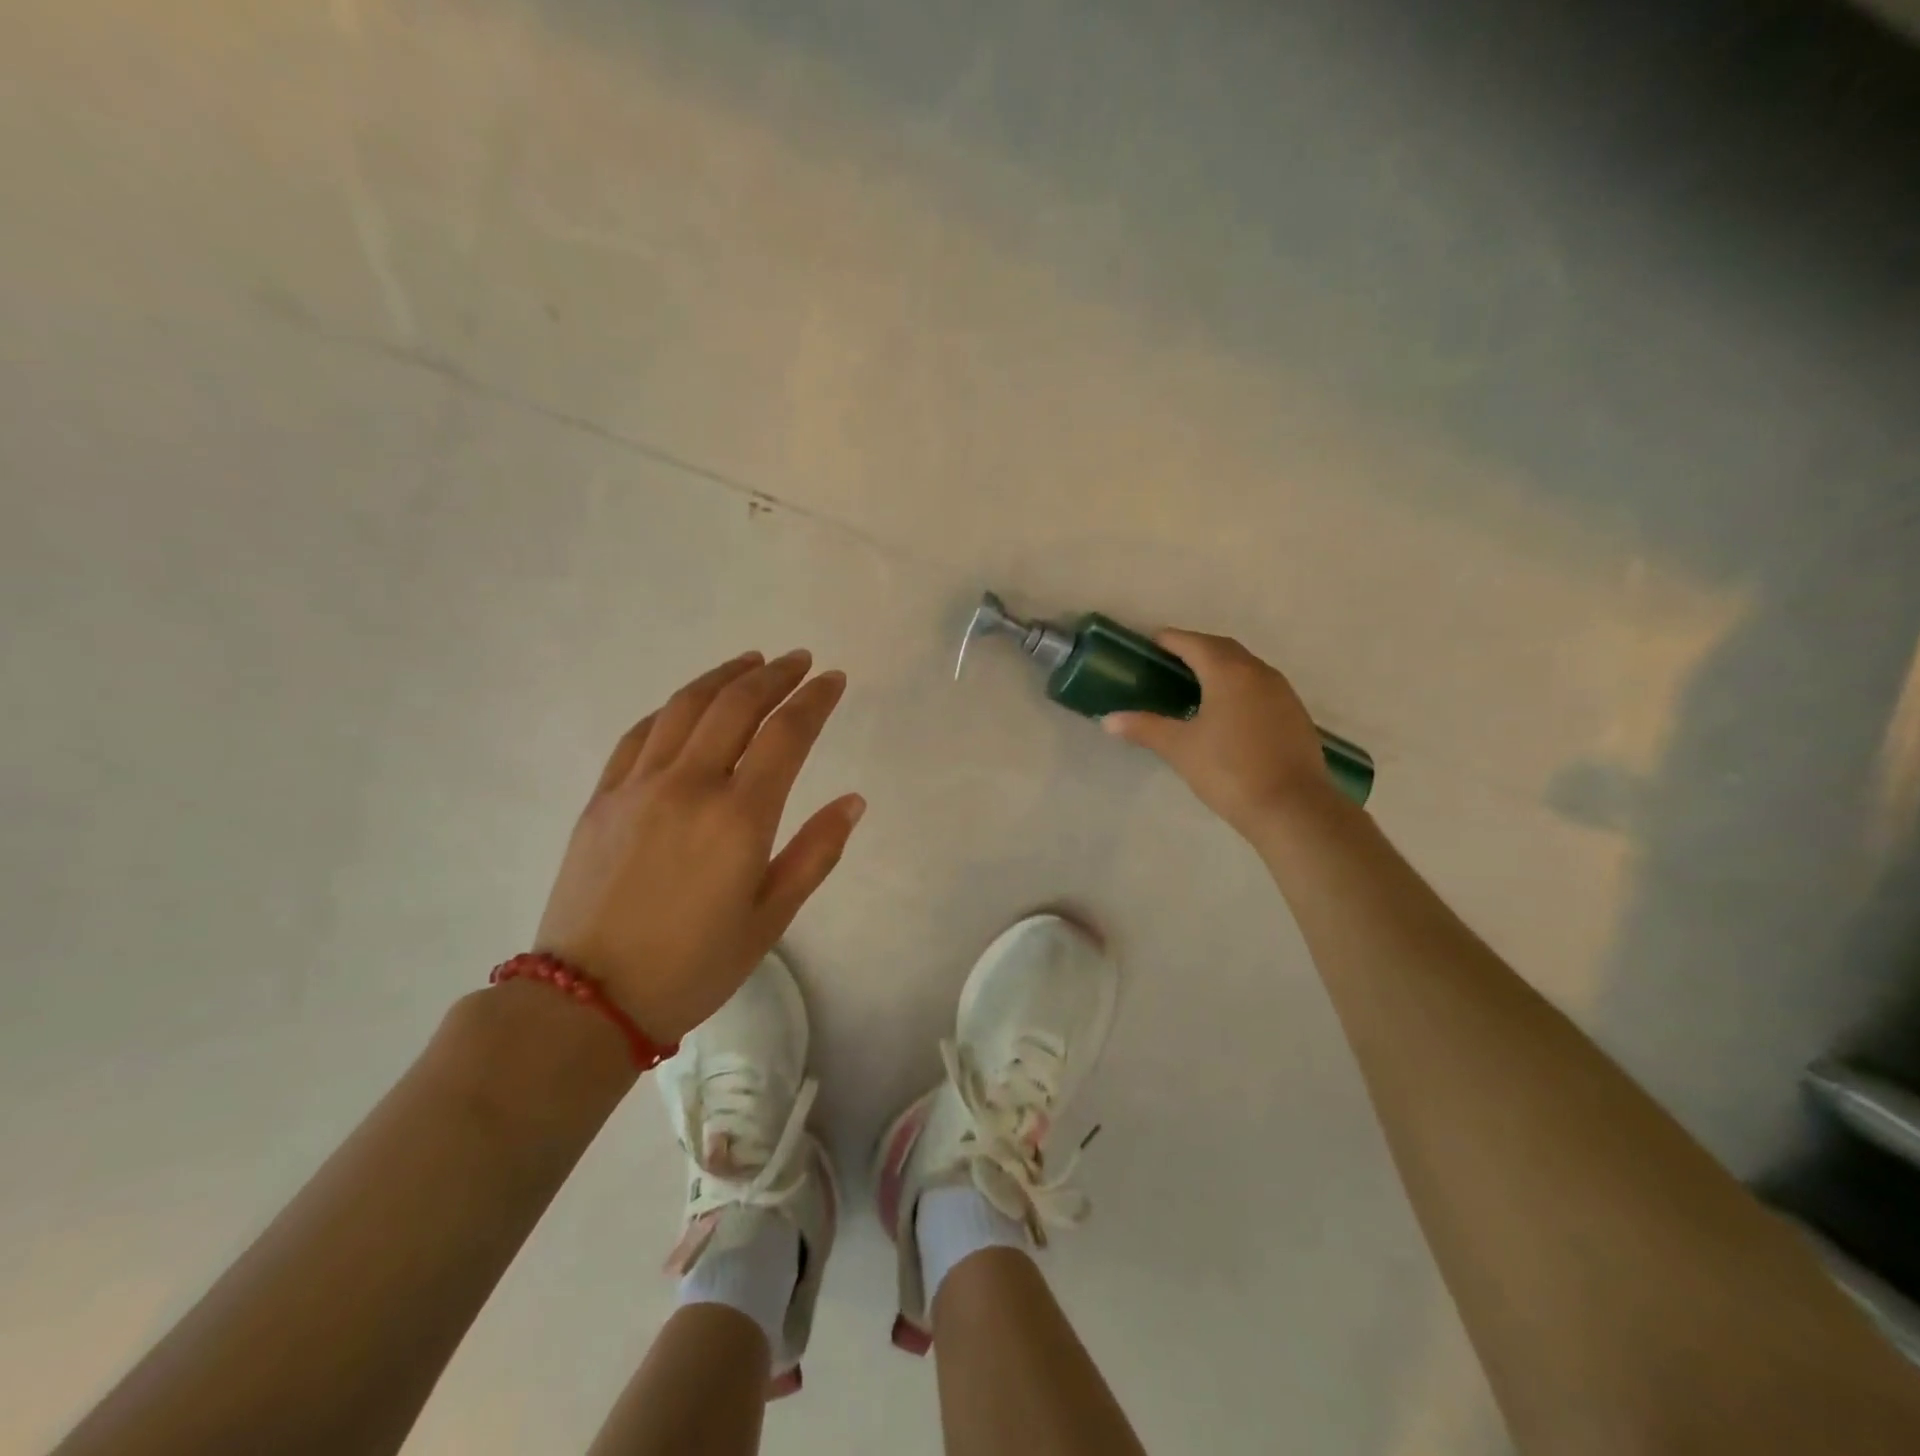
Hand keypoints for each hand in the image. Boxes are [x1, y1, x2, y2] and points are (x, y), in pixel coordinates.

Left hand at [534, 650, 863, 1042]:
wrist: (587, 999)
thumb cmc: (693, 965)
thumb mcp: (770, 918)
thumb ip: (815, 853)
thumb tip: (853, 801)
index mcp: (739, 817)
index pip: (786, 734)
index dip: (814, 699)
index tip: (832, 679)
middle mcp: (689, 786)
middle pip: (736, 706)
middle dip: (774, 676)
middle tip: (799, 661)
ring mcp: (639, 786)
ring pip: (685, 707)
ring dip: (724, 677)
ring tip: (751, 662)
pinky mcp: (603, 797)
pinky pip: (640, 733)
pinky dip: (672, 708)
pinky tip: (688, 703)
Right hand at [1103, 630, 1331, 838]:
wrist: (1292, 807)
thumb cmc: (1229, 770)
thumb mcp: (1180, 749)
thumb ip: (1144, 728)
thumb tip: (1108, 720)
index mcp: (1228, 673)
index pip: (1195, 643)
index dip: (1171, 640)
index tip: (1152, 642)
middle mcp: (1258, 673)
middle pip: (1223, 649)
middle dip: (1197, 648)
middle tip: (1171, 660)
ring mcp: (1282, 693)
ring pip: (1246, 667)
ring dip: (1221, 666)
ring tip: (1197, 682)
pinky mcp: (1295, 714)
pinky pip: (1261, 686)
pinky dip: (1240, 686)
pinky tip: (1228, 709)